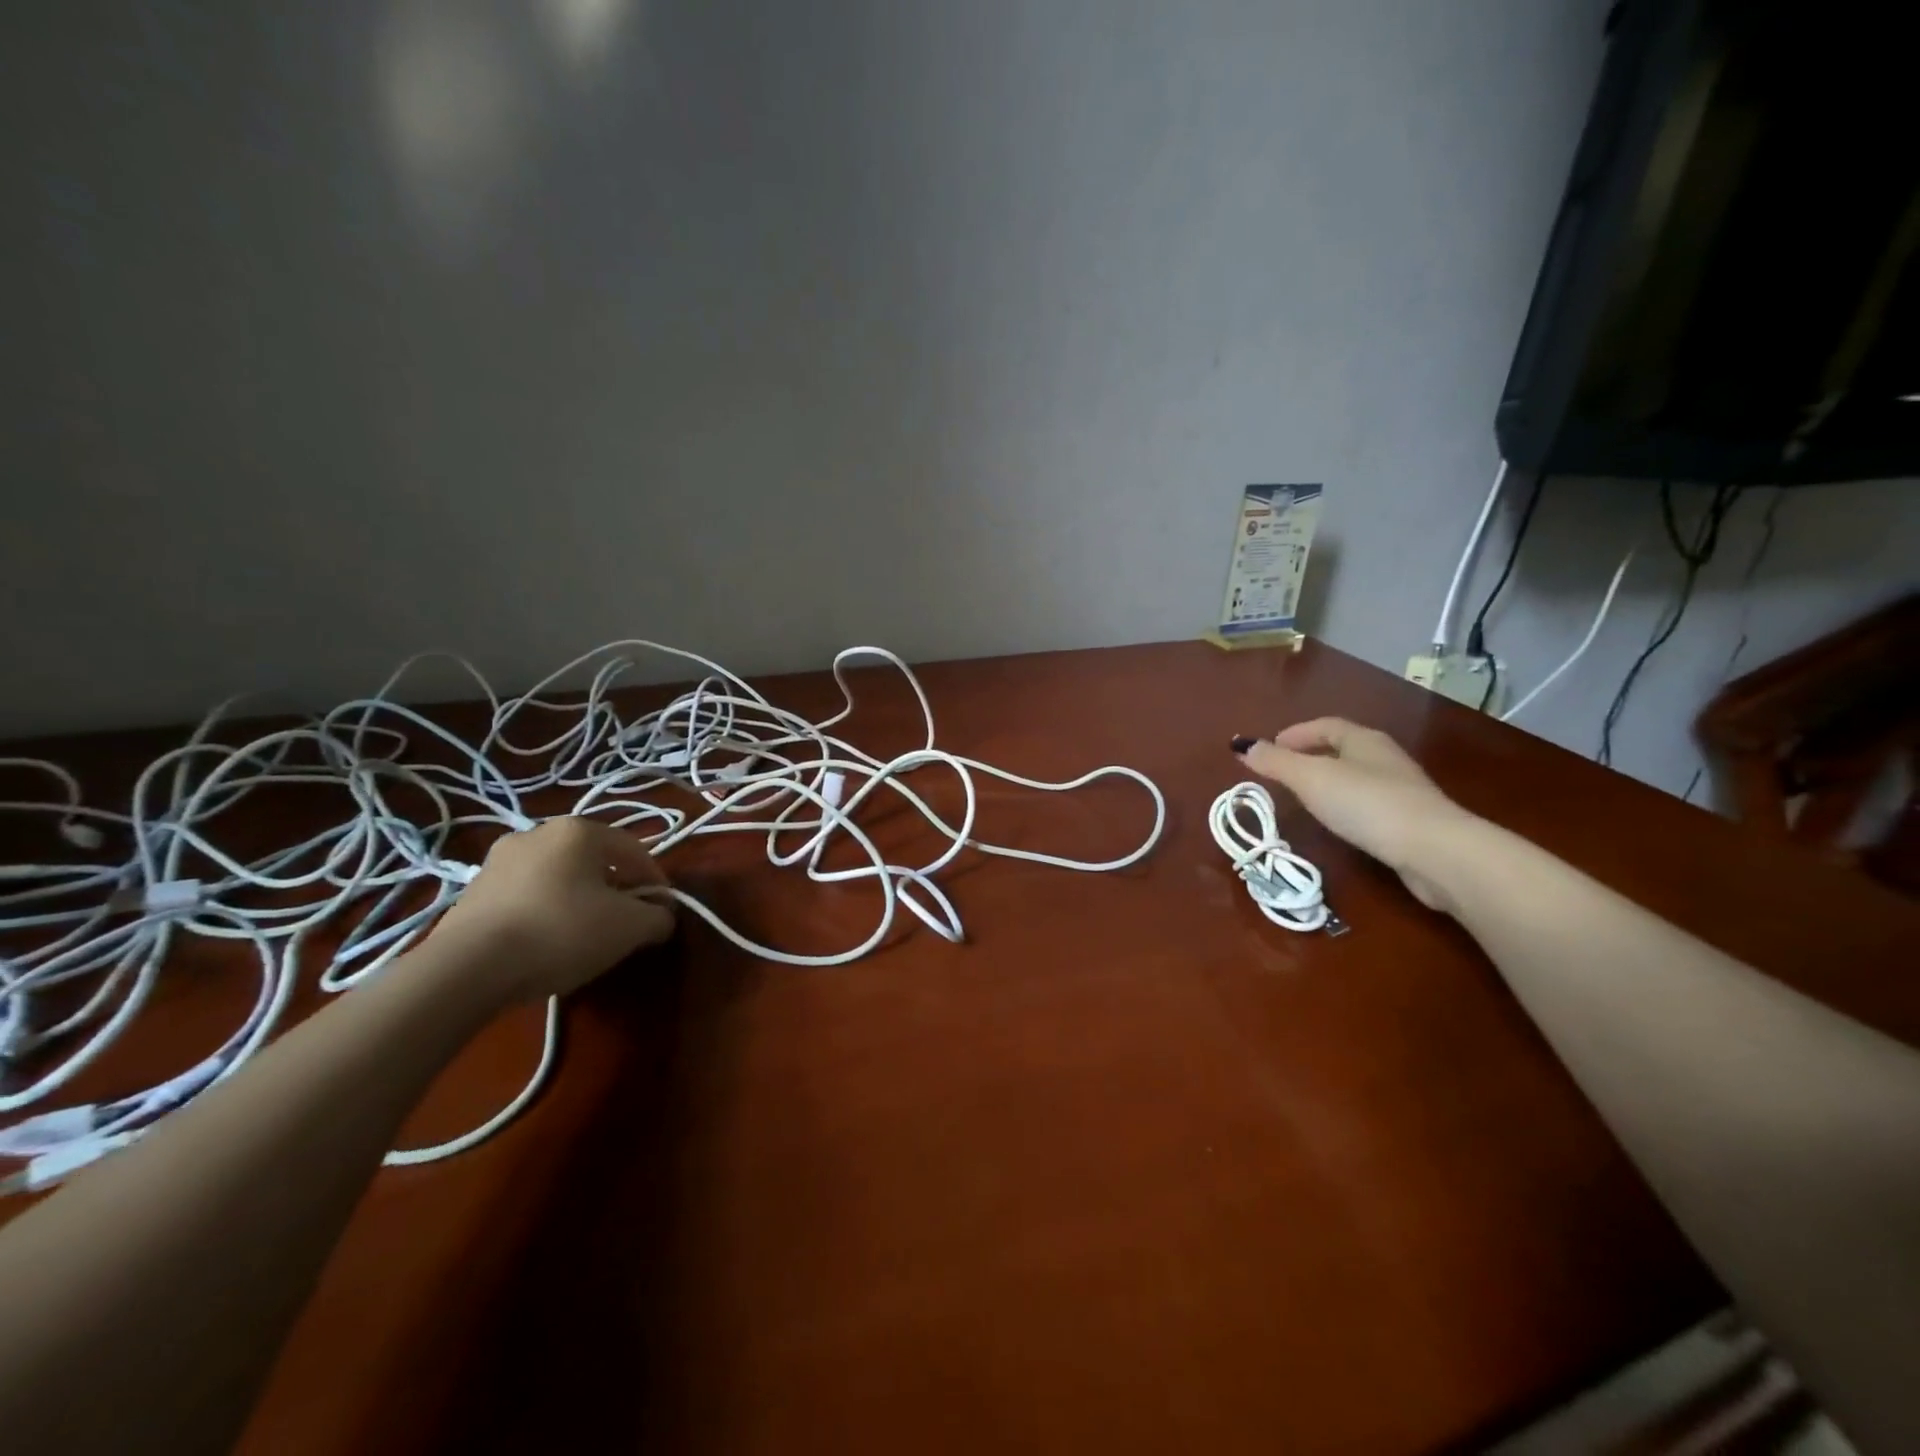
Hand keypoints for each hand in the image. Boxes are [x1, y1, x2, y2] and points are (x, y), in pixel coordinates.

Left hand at [436, 817, 676, 1001]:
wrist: (466, 969)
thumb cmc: (561, 932)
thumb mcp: (629, 928)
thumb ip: (657, 917)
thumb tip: (661, 917)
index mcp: (579, 830)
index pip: (635, 850)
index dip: (655, 881)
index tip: (661, 912)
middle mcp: (538, 833)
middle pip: (594, 860)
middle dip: (615, 888)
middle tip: (624, 922)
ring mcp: (498, 860)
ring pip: (558, 876)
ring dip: (578, 899)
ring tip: (584, 936)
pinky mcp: (471, 891)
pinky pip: (526, 895)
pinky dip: (544, 911)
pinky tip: (545, 943)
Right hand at [1234, 719, 1476, 910]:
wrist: (1435, 850)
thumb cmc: (1366, 804)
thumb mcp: (1311, 779)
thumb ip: (1276, 762)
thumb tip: (1241, 745)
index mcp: (1363, 739)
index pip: (1324, 725)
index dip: (1294, 734)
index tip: (1268, 750)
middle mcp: (1384, 757)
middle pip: (1341, 748)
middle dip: (1310, 755)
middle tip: (1281, 773)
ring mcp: (1401, 788)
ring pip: (1356, 775)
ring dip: (1328, 781)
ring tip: (1303, 798)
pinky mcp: (1409, 819)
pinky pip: (1368, 802)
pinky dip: (1346, 804)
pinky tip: (1338, 822)